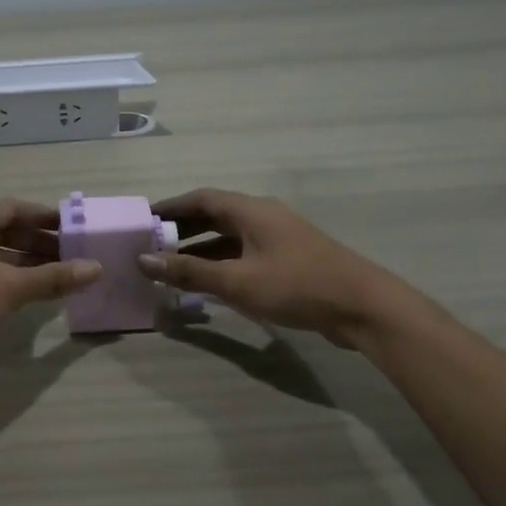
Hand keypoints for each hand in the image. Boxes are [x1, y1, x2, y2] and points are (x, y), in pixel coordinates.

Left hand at [0, 199, 100, 378]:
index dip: (44, 215)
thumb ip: (54, 277)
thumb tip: (97, 268)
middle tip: (73, 255)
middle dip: (40, 242)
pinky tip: (33, 294)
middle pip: (7, 230)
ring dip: (28, 263)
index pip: (15, 207)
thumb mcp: (12, 287)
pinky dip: (12, 278)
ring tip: (60, 276)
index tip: (71, 226)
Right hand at [137, 188, 435, 355]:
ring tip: (172, 266)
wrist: (362, 307)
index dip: (170, 207)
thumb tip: (143, 260)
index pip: (201, 198)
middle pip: (214, 215)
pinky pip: (244, 254)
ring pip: (229, 237)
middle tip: (151, 244)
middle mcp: (263, 217)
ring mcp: (278, 238)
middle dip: (182, 229)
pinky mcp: (288, 260)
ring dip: (200, 249)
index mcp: (251, 211)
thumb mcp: (237, 281)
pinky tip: (208, 283)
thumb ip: (189, 271)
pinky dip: (221, 263)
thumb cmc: (296, 285)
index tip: (143, 218)